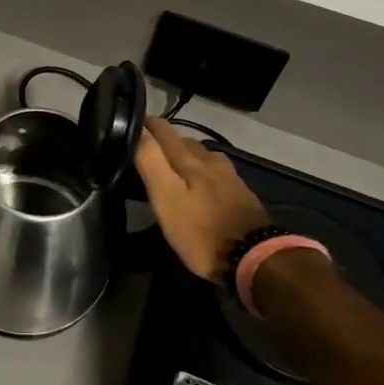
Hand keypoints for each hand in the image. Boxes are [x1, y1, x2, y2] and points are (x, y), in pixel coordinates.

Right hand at [134, 118, 268, 280]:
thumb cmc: (201, 231)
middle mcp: (211, 160)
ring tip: (171, 168)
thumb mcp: (167, 198)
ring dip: (184, 155)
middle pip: (183, 140)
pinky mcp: (241, 193)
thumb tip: (138, 129)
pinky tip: (199, 185)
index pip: (163, 130)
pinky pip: (215, 171)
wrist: (255, 259)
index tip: (128, 127)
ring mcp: (229, 176)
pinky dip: (201, 171)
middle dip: (163, 141)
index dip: (144, 125)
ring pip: (201, 155)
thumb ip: (151, 161)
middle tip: (145, 152)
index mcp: (190, 159)